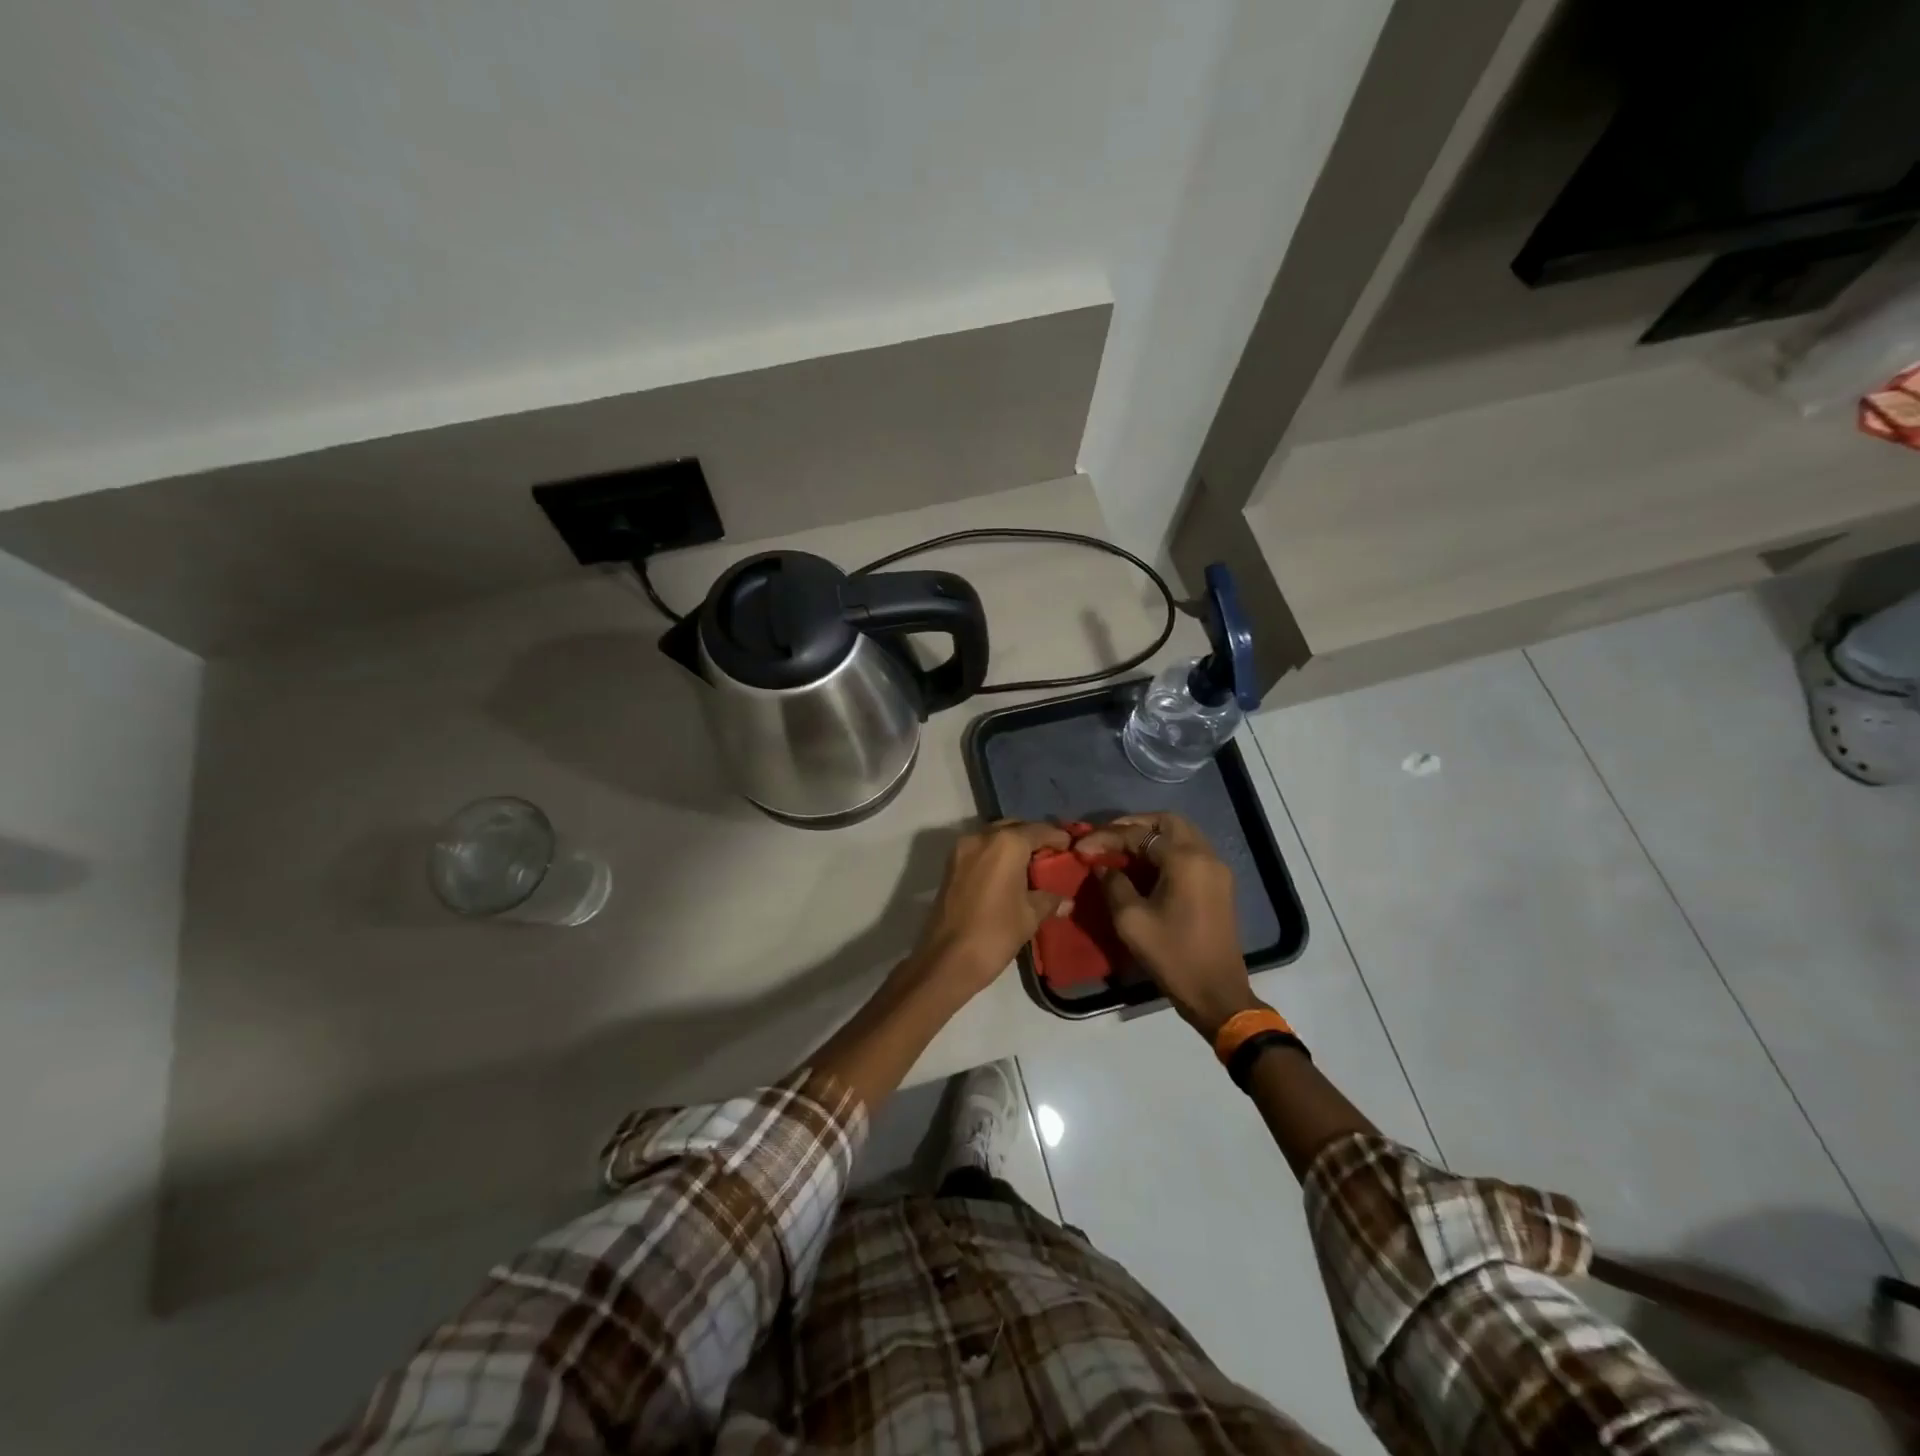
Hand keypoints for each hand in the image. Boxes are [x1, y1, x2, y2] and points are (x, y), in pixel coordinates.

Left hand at [908, 820, 1072, 1001]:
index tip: (1071, 846)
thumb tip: (1066, 899)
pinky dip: (996, 853)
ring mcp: (962, 848)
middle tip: (1051, 854)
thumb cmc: (995, 933)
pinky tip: (1008, 873)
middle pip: (1014, 826)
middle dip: (1033, 836)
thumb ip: (1049, 899)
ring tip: (1031, 864)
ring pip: (994, 836)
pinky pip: (980, 848)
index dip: (1057, 837)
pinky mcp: (950, 864)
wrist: (947, 958)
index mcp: (1007, 843)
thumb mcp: (1030, 916)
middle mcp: (982, 836)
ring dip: (1012, 844)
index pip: (1039, 830)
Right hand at [1073, 813, 1262, 1038]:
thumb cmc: (1172, 955)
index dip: (1106, 838)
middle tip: (1107, 837)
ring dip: (1151, 835)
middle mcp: (1205, 855)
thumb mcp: (1131, 921)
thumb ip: (1114, 884)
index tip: (1081, 848)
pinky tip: (1145, 866)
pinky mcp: (1219, 885)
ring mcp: (1216, 869)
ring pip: (1182, 834)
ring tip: (1122, 849)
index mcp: (1185, 860)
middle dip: (1134, 825)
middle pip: (1167, 821)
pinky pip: (1190, 852)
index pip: (1139, 834)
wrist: (1217, 994)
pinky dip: (1166, 850)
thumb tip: (1103, 866)